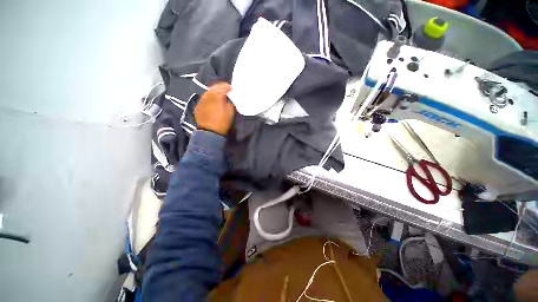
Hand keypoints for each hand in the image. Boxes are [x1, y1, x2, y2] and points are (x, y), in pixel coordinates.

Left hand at [195, 83, 234, 135]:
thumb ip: (229, 103)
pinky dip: (208, 98)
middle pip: (213, 87)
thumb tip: (227, 100)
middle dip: (219, 87)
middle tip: (224, 89)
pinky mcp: (198, 106)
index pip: (223, 87)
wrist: (210, 132)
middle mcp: (208, 96)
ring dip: (213, 92)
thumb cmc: (222, 122)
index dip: (228, 87)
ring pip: (207, 92)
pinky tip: (211, 101)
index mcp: (217, 96)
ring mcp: (201, 101)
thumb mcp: (231, 112)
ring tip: (217, 95)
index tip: (231, 88)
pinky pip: (203, 99)